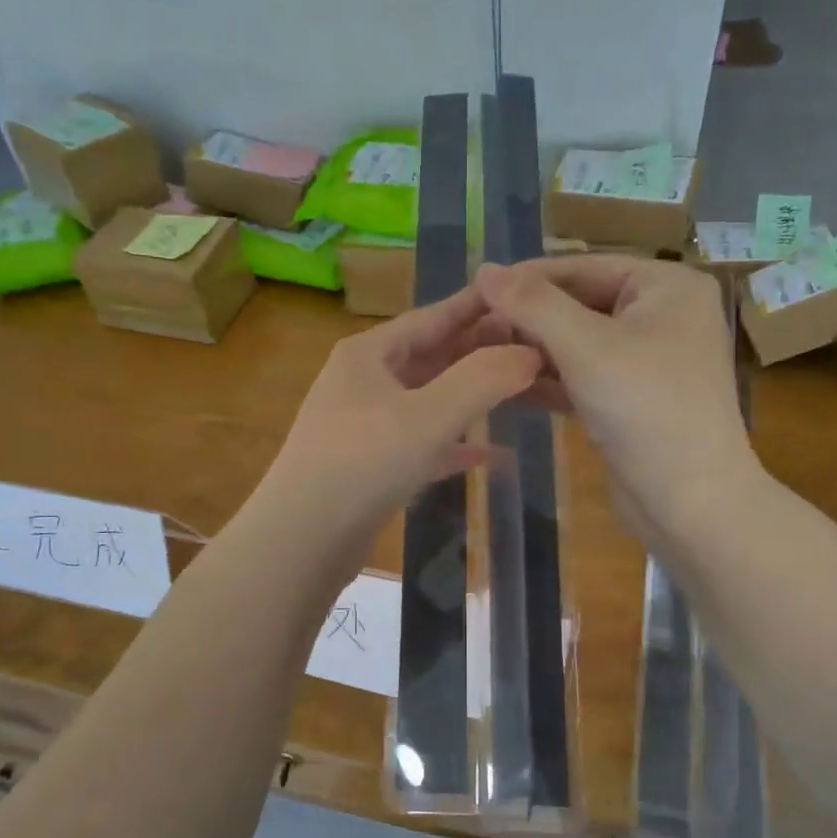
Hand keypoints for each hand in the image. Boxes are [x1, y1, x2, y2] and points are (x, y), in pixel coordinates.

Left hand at [252, 285, 542, 562]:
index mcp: (369, 354)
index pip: (433, 317)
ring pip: (428, 401)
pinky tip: (490, 455)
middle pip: (432, 357)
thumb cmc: (362, 465)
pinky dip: (454, 446)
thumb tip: (531, 352)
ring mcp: (364, 426)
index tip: (523, 295)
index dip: (479, 307)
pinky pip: (422, 444)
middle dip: (481, 353)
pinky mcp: (370, 467)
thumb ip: (483, 379)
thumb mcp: (429, 416)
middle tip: (535, 348)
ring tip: (520, 392)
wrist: (300, 542)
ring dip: (471, 398)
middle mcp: (364, 382)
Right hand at [475, 255, 756, 542]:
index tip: (472, 290)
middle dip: (527, 318)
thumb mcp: (586, 347)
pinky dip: (549, 379)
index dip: (526, 278)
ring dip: (532, 350)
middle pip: (580, 303)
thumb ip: (532, 305)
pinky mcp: (632, 399)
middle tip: (471, 330)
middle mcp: (661, 315)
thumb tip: (483, 268)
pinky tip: (506, 384)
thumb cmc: (646, 409)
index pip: (583, 267)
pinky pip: (583, 375)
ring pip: (578, 343)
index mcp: (666, 286)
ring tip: (479, 356)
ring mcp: (648, 360)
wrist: (689, 502)